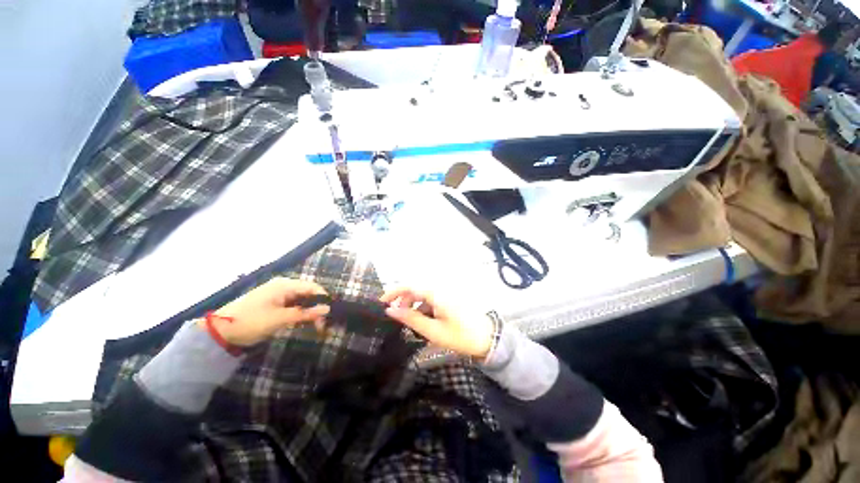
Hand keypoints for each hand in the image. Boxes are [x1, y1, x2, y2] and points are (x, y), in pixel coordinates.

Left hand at [202, 278, 329, 346]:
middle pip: (308, 294)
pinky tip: (304, 323)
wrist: (219, 331)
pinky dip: (301, 314)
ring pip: (302, 301)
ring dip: (310, 312)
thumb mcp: (280, 318)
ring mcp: (278, 295)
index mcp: (285, 285)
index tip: (330, 315)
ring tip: (317, 326)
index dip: (323, 300)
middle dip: (318, 308)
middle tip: (323, 325)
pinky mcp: (274, 304)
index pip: (313, 288)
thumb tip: (328, 309)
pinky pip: (293, 306)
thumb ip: (305, 313)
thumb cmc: (251, 321)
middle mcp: (284, 286)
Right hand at [380, 288, 492, 357]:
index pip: (409, 286)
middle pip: (415, 289)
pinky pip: (431, 299)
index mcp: (436, 293)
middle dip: (402, 300)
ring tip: (408, 321)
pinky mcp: (449, 298)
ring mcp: (446, 293)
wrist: (488, 339)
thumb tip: (390, 310)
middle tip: (394, 315)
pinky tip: (423, 320)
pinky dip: (423, 307)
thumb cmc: (460, 336)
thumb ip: (411, 318)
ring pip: (423, 294)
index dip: (393, 292)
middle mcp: (440, 288)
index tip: (381, 303)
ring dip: (413, 304)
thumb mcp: (433, 331)